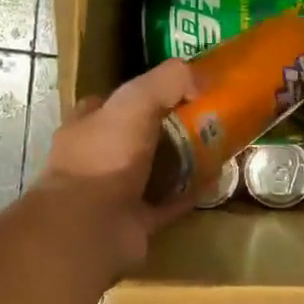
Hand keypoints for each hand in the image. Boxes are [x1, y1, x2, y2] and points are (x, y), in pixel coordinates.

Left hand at [31, 59, 196, 273]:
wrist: (90, 227)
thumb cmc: (104, 156)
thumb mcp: (135, 101)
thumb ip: (167, 81)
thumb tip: (202, 76)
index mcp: (87, 125)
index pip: (114, 101)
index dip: (144, 92)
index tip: (180, 89)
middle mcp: (97, 157)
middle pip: (137, 135)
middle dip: (168, 127)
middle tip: (206, 117)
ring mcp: (113, 192)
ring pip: (153, 170)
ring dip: (181, 161)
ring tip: (217, 146)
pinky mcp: (134, 221)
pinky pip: (168, 203)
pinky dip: (189, 193)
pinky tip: (214, 182)